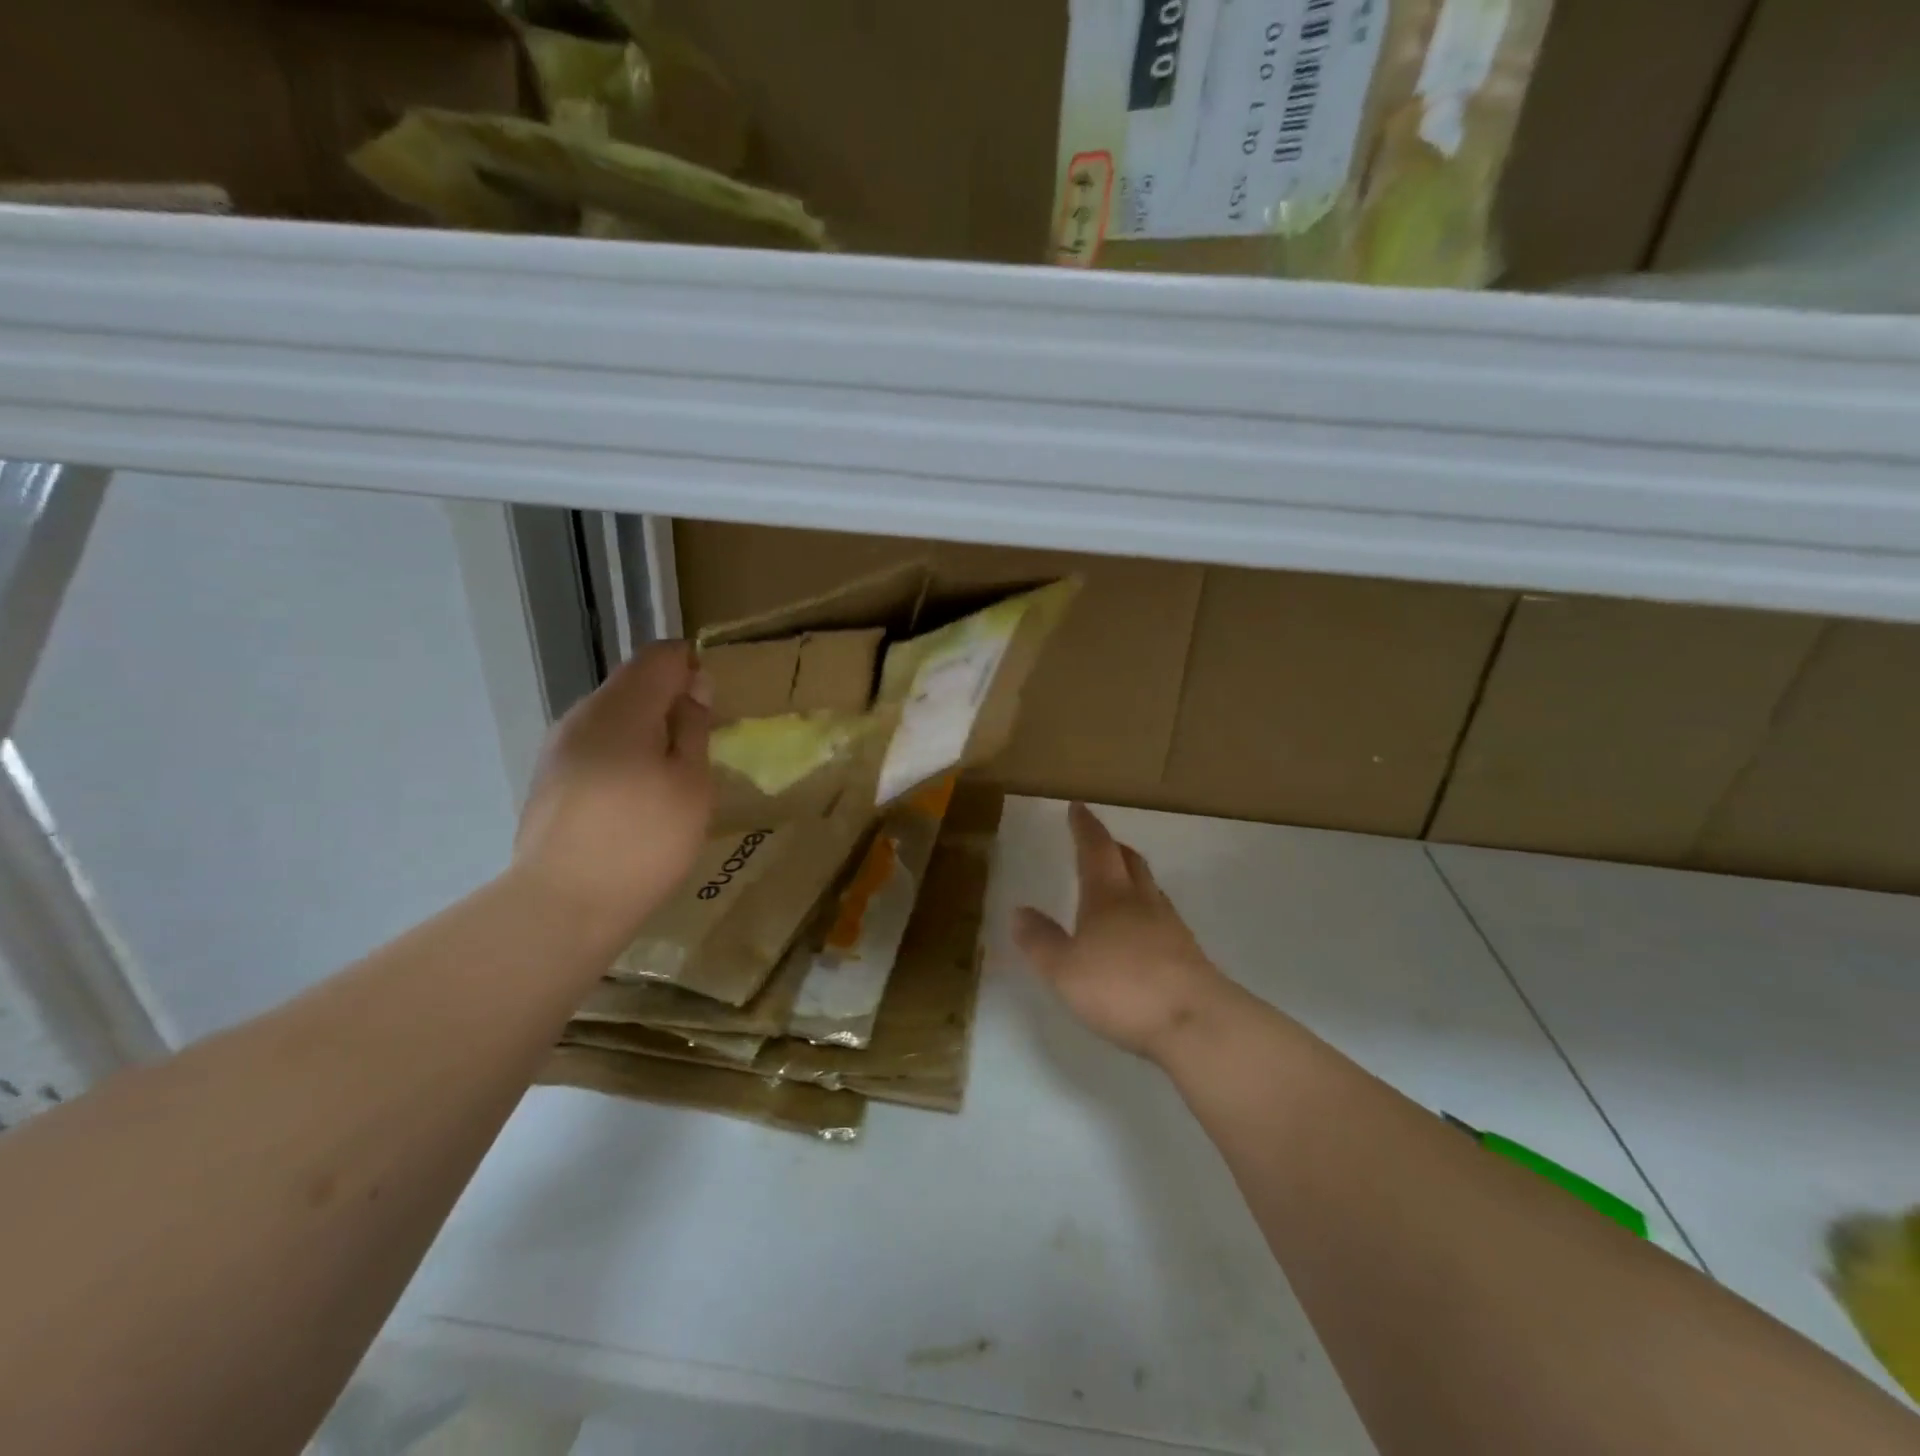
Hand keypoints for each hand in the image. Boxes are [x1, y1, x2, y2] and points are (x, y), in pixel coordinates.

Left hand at [512, 641, 712, 940]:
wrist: (563, 904)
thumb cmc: (644, 840)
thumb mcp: (692, 784)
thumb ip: (693, 728)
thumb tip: (692, 689)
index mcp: (622, 708)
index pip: (660, 656)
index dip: (691, 667)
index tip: (711, 705)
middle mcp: (582, 715)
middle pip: (632, 683)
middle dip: (668, 701)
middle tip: (697, 746)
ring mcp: (558, 746)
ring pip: (612, 715)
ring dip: (645, 729)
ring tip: (668, 776)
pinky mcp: (548, 776)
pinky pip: (594, 744)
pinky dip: (622, 753)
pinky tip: (633, 796)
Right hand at [1013, 802, 1233, 1062]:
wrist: (1196, 1022)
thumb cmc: (1122, 989)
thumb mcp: (1064, 970)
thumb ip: (1040, 940)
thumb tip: (1020, 911)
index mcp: (1108, 897)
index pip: (1096, 849)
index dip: (1085, 827)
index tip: (1077, 808)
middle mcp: (1142, 902)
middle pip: (1130, 861)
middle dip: (1112, 846)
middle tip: (1099, 841)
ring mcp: (1170, 926)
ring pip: (1149, 887)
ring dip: (1132, 875)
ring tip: (1119, 881)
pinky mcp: (1188, 953)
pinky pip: (1162, 916)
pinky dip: (1147, 909)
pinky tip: (1141, 930)